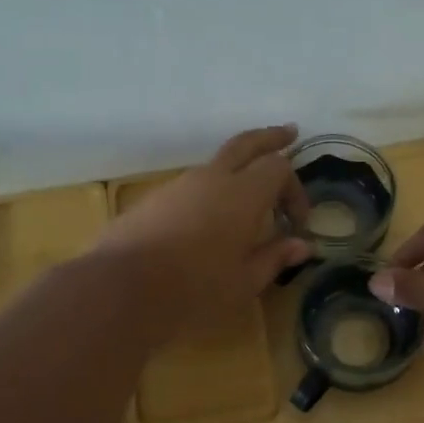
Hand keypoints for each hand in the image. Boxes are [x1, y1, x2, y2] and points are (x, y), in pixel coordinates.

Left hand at [94, 125, 311, 330]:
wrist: (121, 289)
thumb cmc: (194, 289)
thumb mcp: (244, 282)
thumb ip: (274, 258)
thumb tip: (302, 245)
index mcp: (242, 194)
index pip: (279, 168)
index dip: (295, 190)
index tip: (297, 224)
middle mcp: (212, 178)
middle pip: (246, 143)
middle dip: (270, 137)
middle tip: (289, 133)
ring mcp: (179, 185)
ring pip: (216, 164)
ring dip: (239, 170)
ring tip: (250, 194)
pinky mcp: (155, 200)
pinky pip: (193, 185)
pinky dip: (212, 190)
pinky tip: (211, 218)